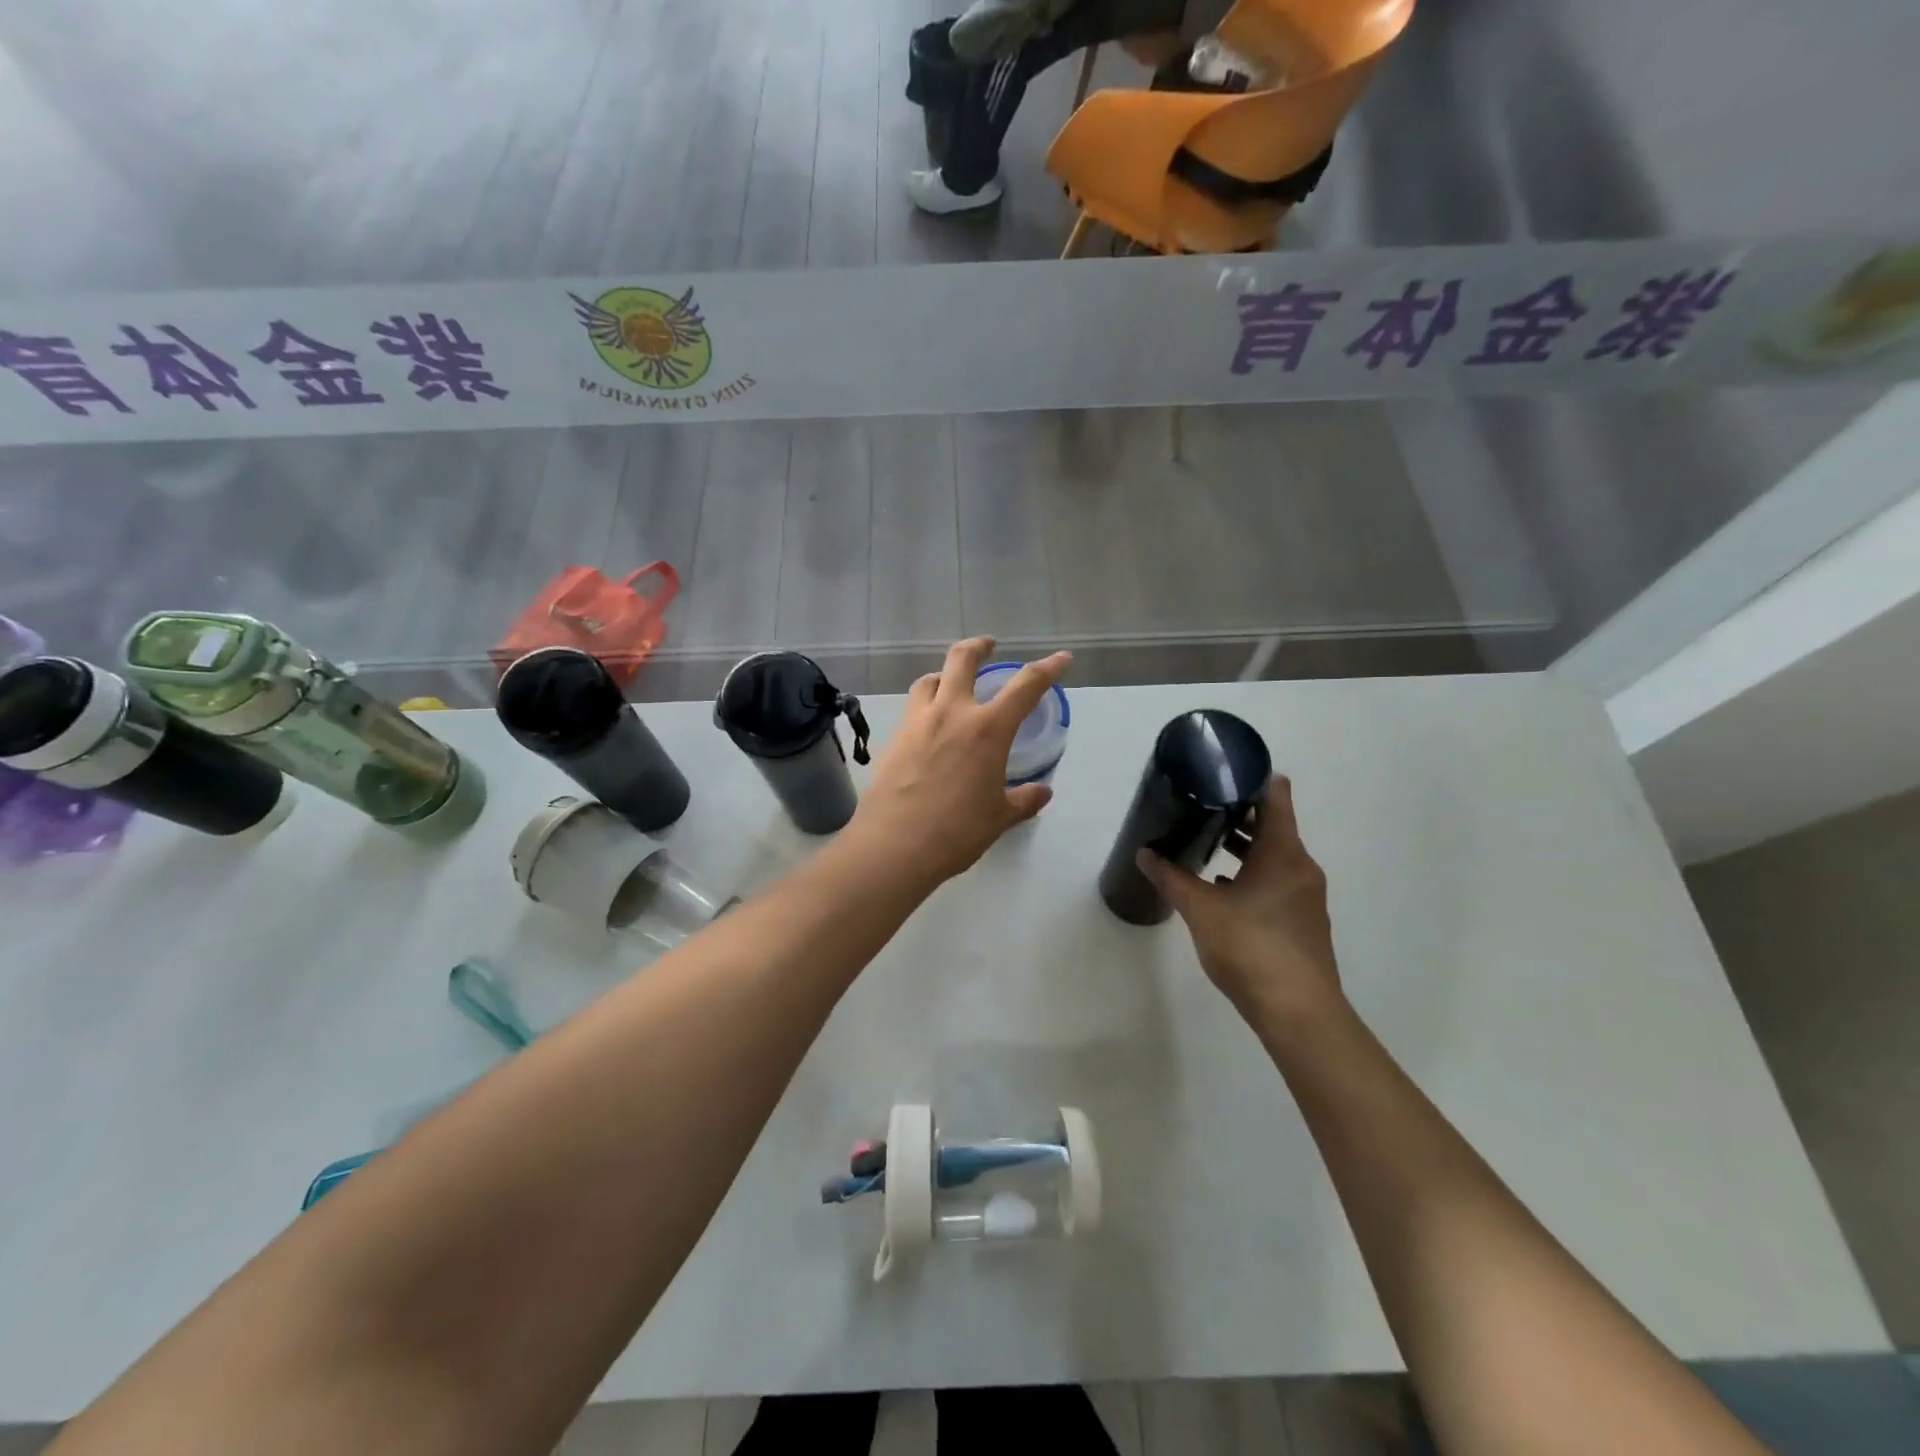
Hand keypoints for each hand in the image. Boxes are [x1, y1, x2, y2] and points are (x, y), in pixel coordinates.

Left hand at [848, 637, 1069, 887]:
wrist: (894, 845)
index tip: (1061, 659)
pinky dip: (925, 705)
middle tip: (988, 646)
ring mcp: (917, 722)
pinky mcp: (893, 738)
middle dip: (979, 646)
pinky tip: (928, 727)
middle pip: (962, 658)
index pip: (1026, 686)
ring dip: (944, 675)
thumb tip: (1043, 792)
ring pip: (929, 679)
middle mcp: (951, 713)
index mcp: (987, 729)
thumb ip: (1023, 800)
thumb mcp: (998, 817)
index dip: (1048, 668)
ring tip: (950, 685)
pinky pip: (912, 708)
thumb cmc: (956, 832)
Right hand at [1139, 776, 1343, 1026]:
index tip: (1219, 771)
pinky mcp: (1301, 921)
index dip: (1250, 778)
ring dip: (1243, 846)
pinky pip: (1275, 880)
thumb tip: (1144, 853)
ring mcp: (1304, 895)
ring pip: (1273, 855)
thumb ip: (1171, 878)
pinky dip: (1250, 874)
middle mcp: (1300, 866)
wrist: (1299, 1013)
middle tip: (1199, 804)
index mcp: (1283, 852)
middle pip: (1272, 824)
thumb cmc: (1251, 949)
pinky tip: (1220, 888)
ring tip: (1204, 841)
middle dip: (1237, 812)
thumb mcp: (1201, 909)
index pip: (1275, 795)